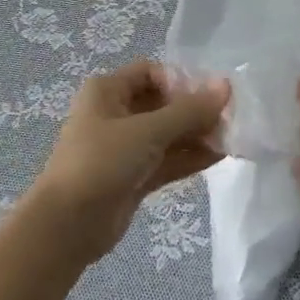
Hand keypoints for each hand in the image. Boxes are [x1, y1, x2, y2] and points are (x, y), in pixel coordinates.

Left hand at [27, 60, 228, 263]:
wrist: (67, 226)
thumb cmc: (102, 162)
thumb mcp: (148, 131)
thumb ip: (189, 111)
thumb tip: (226, 86)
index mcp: (108, 90)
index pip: (151, 72)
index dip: (181, 80)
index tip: (210, 96)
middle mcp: (115, 113)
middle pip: (162, 103)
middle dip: (195, 111)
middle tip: (230, 119)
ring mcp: (124, 147)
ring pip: (167, 134)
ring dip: (196, 135)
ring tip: (232, 139)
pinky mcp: (133, 177)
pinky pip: (166, 160)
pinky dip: (189, 157)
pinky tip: (219, 156)